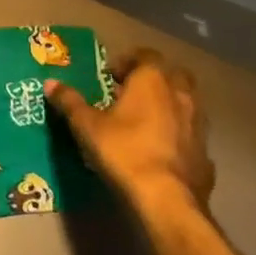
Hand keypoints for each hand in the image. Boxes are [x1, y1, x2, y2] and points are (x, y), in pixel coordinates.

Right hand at [45, 50, 214, 210]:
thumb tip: (50, 83)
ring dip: (168, 106)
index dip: (128, 61)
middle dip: (155, 79)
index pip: (146, 55)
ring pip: (186, 104)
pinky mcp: (206, 154)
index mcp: (152, 80)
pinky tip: (161, 150)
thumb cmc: (124, 151)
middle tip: (131, 92)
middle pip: (173, 75)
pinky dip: (178, 135)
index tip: (110, 75)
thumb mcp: (87, 125)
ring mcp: (198, 125)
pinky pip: (190, 134)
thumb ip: (70, 102)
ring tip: (145, 121)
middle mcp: (180, 95)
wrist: (167, 199)